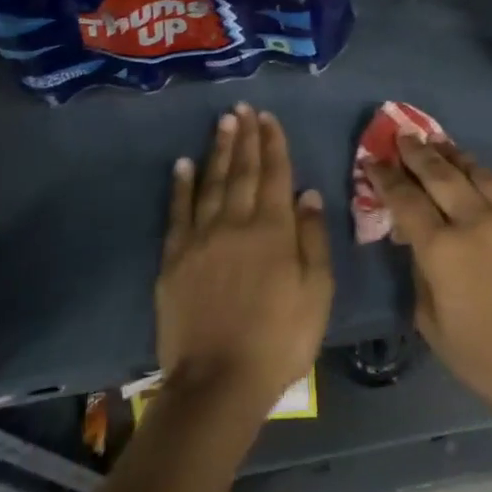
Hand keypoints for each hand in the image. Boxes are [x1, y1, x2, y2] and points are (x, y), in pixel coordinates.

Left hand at [155, 104, 332, 428]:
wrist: (219, 383)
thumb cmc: (280, 339)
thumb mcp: (317, 292)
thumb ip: (313, 238)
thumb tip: (307, 192)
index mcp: (274, 230)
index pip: (275, 174)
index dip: (273, 143)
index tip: (268, 117)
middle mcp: (237, 223)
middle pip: (242, 171)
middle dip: (245, 137)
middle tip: (243, 108)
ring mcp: (202, 239)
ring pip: (212, 183)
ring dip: (218, 150)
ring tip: (223, 123)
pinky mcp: (174, 259)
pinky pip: (178, 213)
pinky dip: (181, 186)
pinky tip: (183, 164)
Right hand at [369, 135, 491, 447]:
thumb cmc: (485, 359)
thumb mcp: (432, 324)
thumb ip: (420, 270)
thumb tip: (418, 238)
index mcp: (443, 250)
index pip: (405, 200)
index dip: (386, 177)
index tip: (374, 161)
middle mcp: (478, 222)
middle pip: (441, 173)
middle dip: (418, 152)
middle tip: (404, 135)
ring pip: (480, 172)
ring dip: (456, 156)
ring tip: (441, 145)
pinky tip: (485, 176)